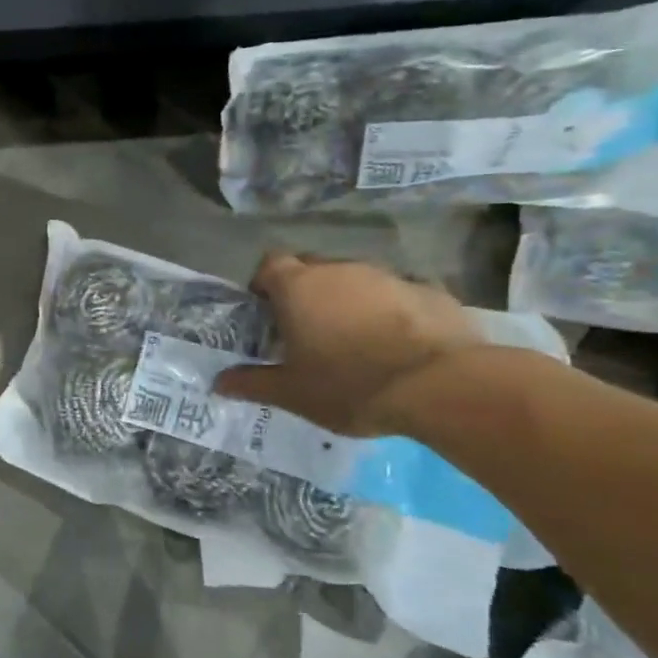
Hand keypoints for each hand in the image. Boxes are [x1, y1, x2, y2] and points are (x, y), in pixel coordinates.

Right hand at [214, 253, 483, 435]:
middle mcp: (338, 270)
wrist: (440, 385)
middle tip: (307, 328)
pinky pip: (397, 294)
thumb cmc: (349, 384)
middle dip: (305, 291)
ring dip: (349, 300)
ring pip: (356, 280)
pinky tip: (399, 343)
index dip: (264, 283)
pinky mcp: (428, 290)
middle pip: (312, 268)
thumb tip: (217, 382)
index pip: (270, 264)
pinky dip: (391, 311)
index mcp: (298, 287)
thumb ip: (252, 383)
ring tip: (355, 339)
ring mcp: (386, 276)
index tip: (267, 310)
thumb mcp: (293, 393)